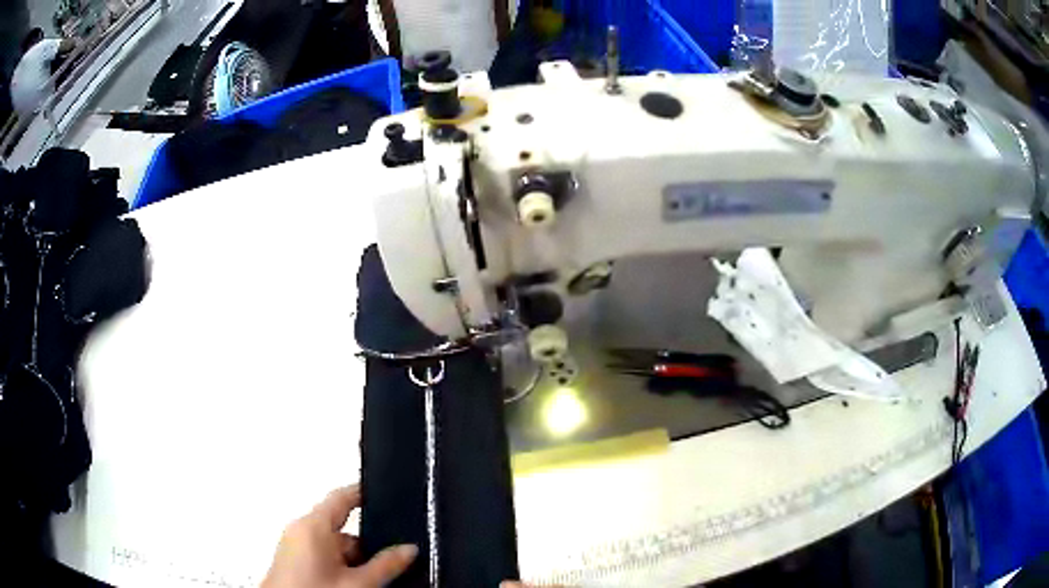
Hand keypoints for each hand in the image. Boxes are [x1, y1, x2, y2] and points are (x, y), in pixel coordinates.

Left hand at [262, 485, 416, 587]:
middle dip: (366, 547)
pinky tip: (353, 584)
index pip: (342, 496)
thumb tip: (409, 549)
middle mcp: (300, 530)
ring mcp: (294, 546)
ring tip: (369, 582)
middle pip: (342, 529)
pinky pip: (322, 556)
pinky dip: (340, 567)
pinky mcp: (292, 562)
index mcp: (313, 525)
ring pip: (334, 546)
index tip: (385, 493)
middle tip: (390, 564)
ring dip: (354, 561)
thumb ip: (386, 565)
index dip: (365, 493)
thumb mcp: (358, 583)